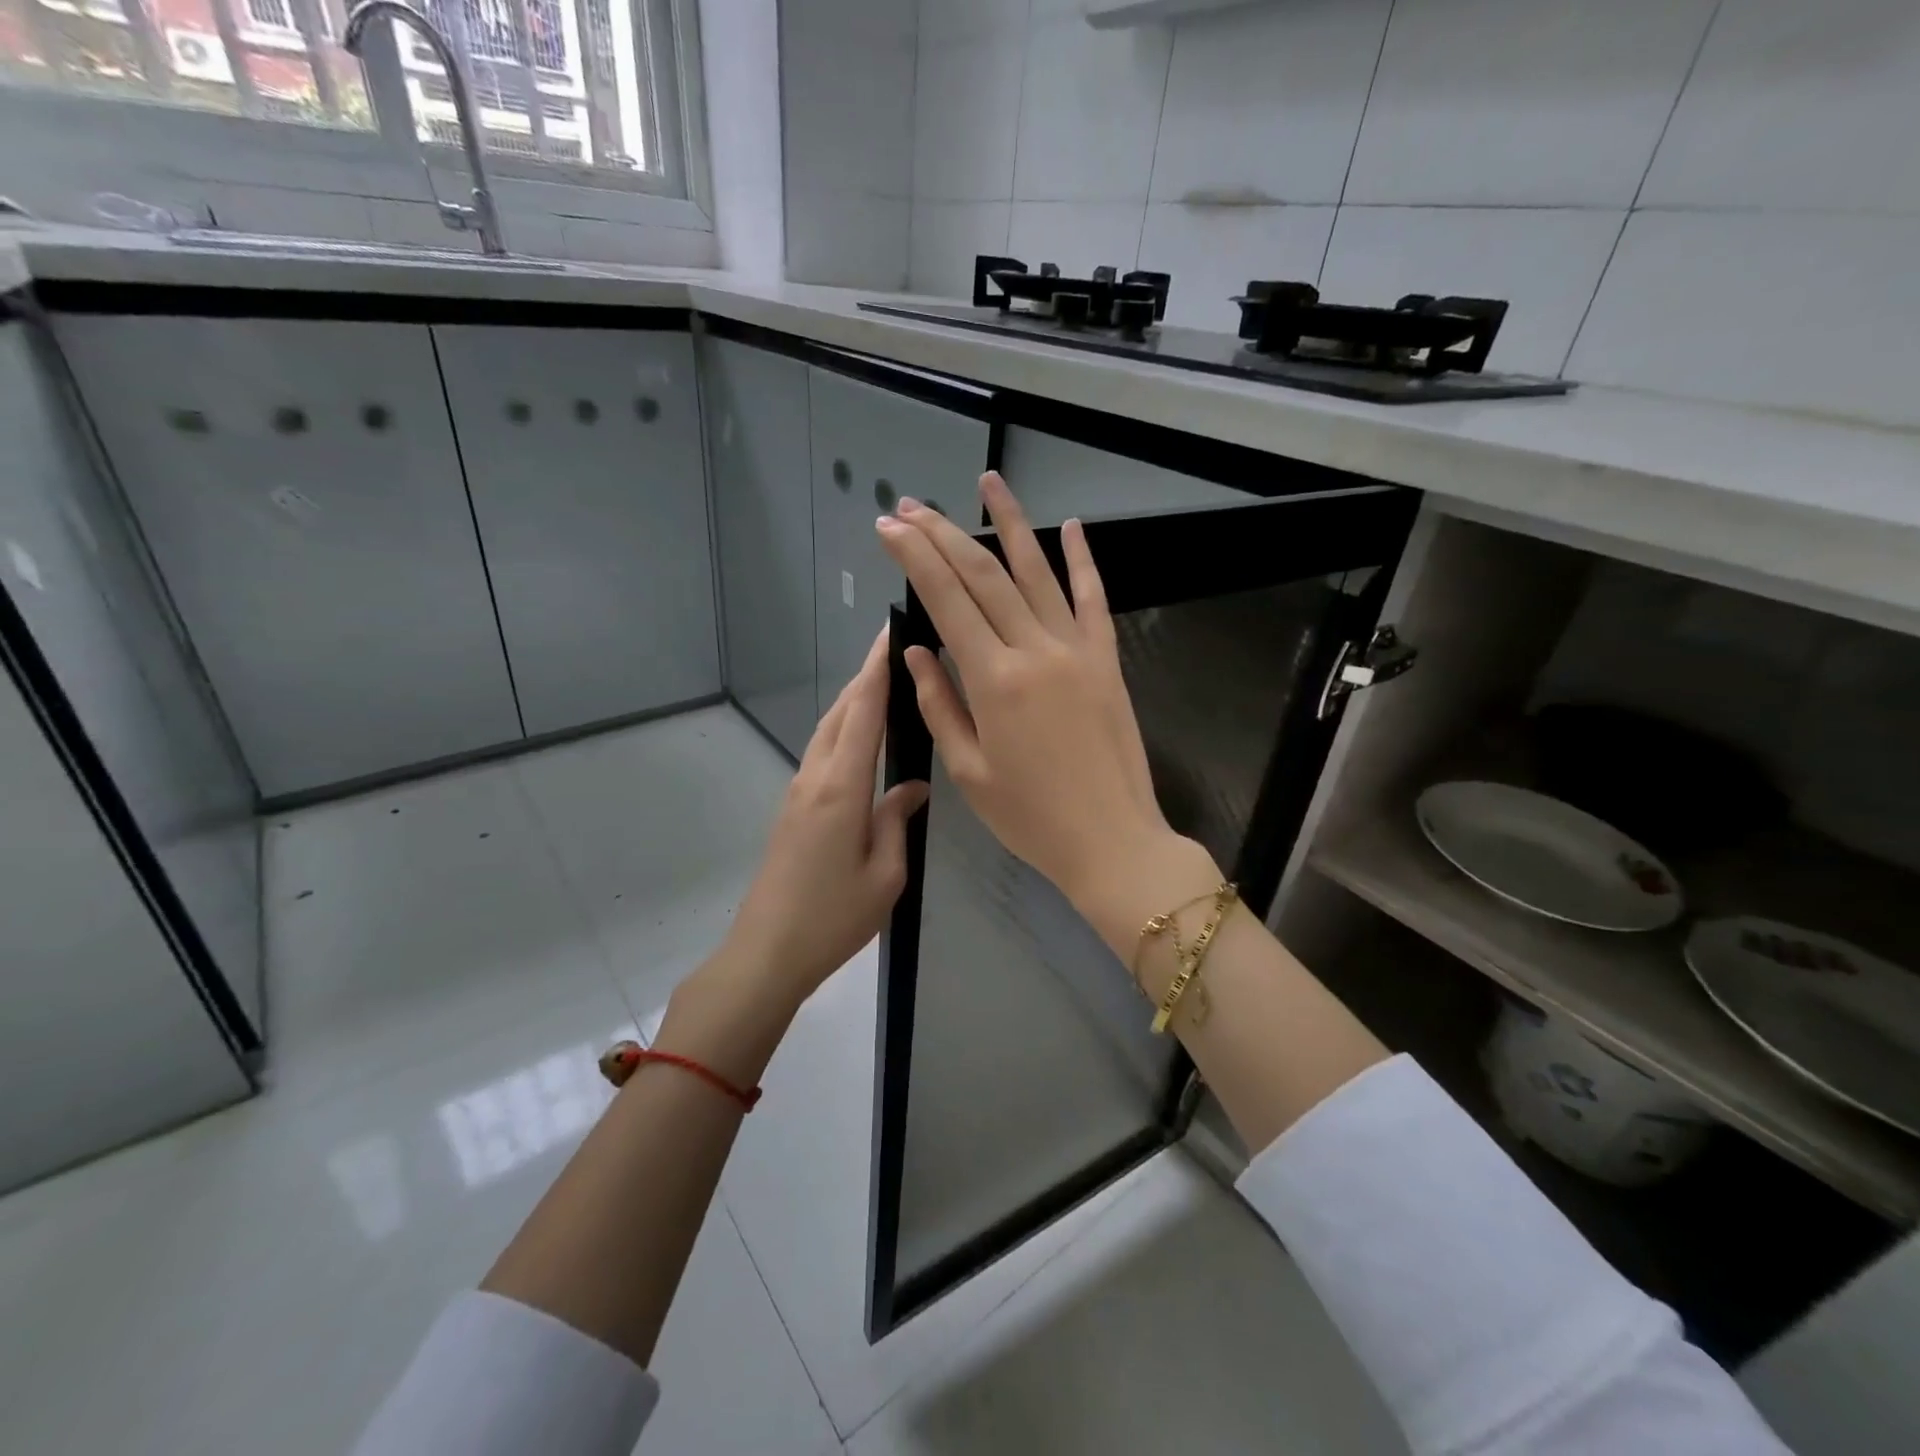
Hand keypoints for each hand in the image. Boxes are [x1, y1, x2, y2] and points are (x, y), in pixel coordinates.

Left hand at [718, 627, 929, 1012]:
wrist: (767, 950)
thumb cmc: (834, 918)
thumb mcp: (885, 874)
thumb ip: (897, 819)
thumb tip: (912, 784)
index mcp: (841, 787)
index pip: (863, 712)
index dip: (878, 669)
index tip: (890, 632)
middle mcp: (815, 777)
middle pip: (841, 712)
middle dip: (866, 676)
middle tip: (896, 649)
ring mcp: (798, 790)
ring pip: (828, 729)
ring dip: (853, 701)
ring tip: (883, 682)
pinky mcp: (792, 807)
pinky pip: (822, 751)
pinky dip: (844, 728)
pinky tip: (862, 735)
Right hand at [875, 472, 1206, 927]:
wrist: (1113, 841)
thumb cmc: (1031, 818)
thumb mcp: (969, 772)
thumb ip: (939, 705)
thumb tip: (916, 651)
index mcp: (993, 681)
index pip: (947, 601)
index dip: (914, 558)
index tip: (889, 527)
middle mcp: (1035, 651)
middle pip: (984, 576)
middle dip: (944, 534)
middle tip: (914, 505)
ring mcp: (1078, 650)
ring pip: (1038, 573)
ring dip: (1010, 524)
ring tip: (988, 482)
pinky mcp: (1108, 660)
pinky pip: (1094, 599)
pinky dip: (1082, 560)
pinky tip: (1070, 526)